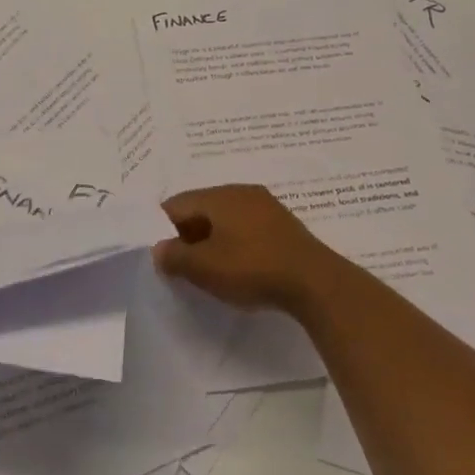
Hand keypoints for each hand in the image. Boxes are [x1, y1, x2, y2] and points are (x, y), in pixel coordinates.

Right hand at [153, 185, 344, 314]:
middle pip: (202, 208)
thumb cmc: (252, 269)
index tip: (166, 256)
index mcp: (218, 196)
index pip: (177, 203)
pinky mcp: (283, 224)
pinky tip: (242, 266)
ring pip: (226, 218)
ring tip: (213, 269)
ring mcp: (266, 205)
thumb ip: (174, 257)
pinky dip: (237, 242)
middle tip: (186, 265)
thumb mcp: (204, 268)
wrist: (315, 283)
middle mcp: (241, 191)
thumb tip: (159, 249)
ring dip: (214, 239)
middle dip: (189, 234)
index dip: (164, 229)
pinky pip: (247, 226)